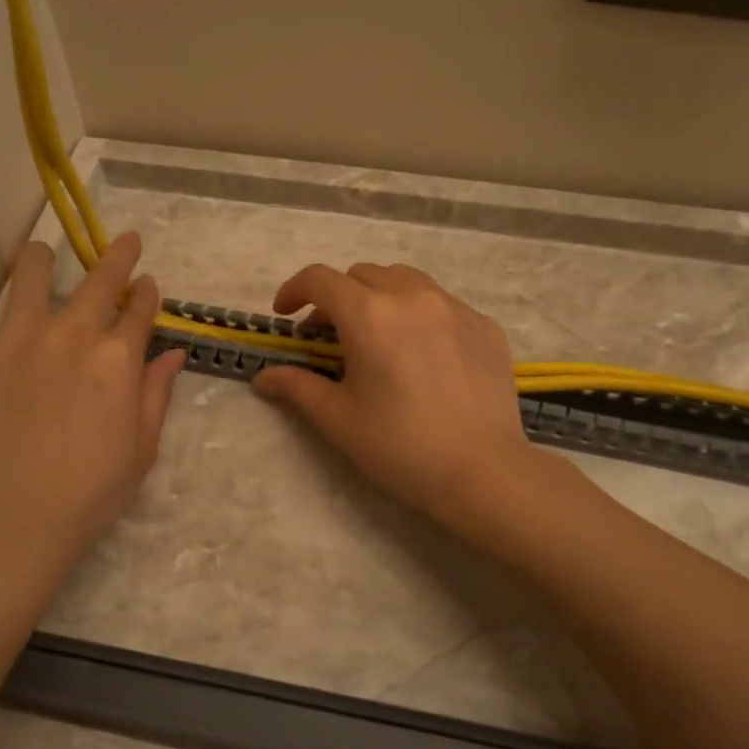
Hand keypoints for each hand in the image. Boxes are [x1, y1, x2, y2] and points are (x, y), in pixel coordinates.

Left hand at [0, 233, 184, 594]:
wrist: (9, 524)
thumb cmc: (87, 496)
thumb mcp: (141, 450)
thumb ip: (156, 395)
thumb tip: (172, 354)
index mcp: (117, 359)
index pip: (140, 310)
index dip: (148, 294)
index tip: (148, 285)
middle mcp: (70, 334)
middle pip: (100, 279)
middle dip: (118, 256)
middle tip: (125, 243)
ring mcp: (13, 336)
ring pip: (29, 271)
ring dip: (42, 257)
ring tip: (41, 255)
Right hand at [250, 263, 532, 524]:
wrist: (482, 473)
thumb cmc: (400, 446)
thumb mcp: (338, 419)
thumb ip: (297, 387)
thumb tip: (263, 377)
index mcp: (370, 314)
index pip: (320, 279)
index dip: (294, 290)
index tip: (285, 315)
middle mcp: (413, 296)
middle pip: (362, 275)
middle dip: (337, 297)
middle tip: (329, 336)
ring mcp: (455, 308)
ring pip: (406, 281)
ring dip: (380, 297)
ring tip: (377, 336)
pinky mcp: (485, 327)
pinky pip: (443, 305)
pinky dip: (420, 316)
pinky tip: (423, 354)